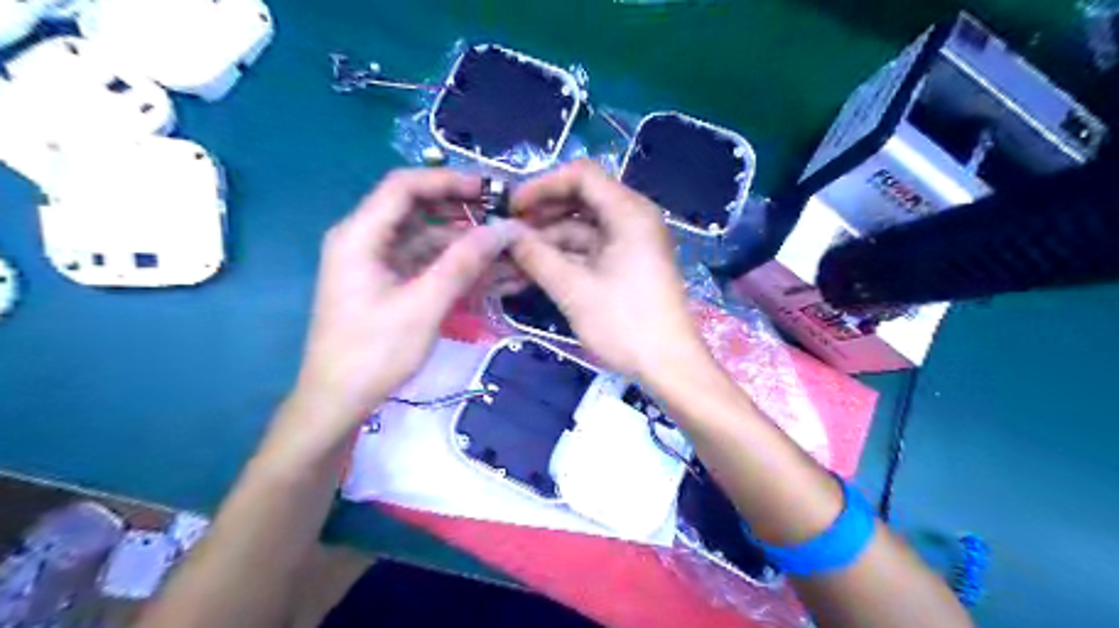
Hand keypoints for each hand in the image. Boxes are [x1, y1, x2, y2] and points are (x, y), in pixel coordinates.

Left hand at [288, 168, 515, 434]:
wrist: (338, 400)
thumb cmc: (374, 352)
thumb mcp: (424, 305)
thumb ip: (463, 263)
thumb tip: (504, 229)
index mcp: (359, 236)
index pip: (404, 186)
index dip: (448, 180)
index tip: (490, 190)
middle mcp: (363, 240)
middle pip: (415, 208)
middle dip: (459, 209)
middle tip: (501, 216)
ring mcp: (374, 262)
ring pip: (423, 235)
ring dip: (460, 239)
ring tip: (501, 245)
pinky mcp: (385, 282)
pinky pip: (421, 260)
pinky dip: (450, 262)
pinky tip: (482, 269)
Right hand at [509, 161, 705, 377]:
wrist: (668, 365)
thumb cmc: (625, 323)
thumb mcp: (574, 289)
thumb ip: (536, 256)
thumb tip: (504, 234)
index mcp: (629, 212)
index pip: (581, 175)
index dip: (542, 185)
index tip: (511, 208)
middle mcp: (633, 219)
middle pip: (580, 201)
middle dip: (541, 216)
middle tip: (506, 234)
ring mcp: (631, 243)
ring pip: (582, 229)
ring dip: (548, 241)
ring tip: (511, 260)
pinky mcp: (627, 265)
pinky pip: (591, 251)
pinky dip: (564, 259)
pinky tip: (533, 273)